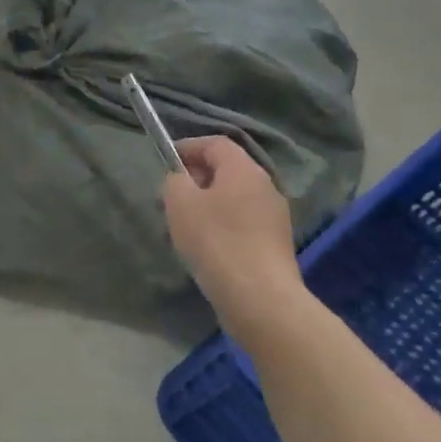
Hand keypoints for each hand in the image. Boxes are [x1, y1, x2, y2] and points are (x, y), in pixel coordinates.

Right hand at [163, 137, 304, 314]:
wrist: (260, 298)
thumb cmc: (216, 242)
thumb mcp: (180, 204)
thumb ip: (175, 181)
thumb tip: (181, 180)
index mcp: (244, 170)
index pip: (216, 143)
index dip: (188, 147)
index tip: (166, 163)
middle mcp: (265, 186)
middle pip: (226, 170)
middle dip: (195, 179)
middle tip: (170, 199)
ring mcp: (274, 216)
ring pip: (232, 199)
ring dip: (206, 205)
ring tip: (183, 228)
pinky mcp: (274, 243)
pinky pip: (242, 222)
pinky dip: (221, 226)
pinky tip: (205, 249)